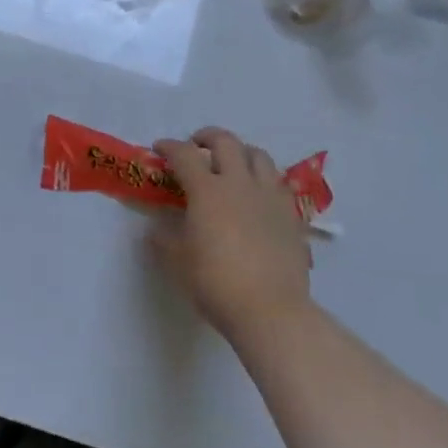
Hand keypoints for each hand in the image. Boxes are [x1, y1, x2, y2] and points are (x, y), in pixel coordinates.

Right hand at [149, 127, 316, 344]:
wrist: (271, 310)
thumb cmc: (216, 283)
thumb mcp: (178, 261)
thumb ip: (164, 238)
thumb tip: (156, 228)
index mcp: (207, 190)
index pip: (184, 155)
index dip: (169, 147)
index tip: (159, 148)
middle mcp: (239, 183)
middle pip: (225, 142)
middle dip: (207, 137)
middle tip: (196, 145)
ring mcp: (269, 197)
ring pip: (258, 155)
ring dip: (240, 152)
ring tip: (231, 164)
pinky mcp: (291, 215)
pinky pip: (277, 183)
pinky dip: (263, 178)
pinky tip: (257, 194)